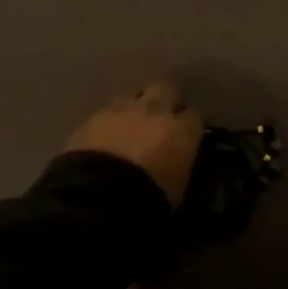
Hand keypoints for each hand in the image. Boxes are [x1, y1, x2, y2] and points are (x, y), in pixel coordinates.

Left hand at [66, 81, 202, 207]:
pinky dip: (108, 124)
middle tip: (161, 116)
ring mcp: (121, 110)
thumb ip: (179, 165)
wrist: (97, 198)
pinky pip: (106, 114)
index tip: (186, 136)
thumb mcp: (177, 189)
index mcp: (181, 130)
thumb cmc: (149, 201)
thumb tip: (175, 162)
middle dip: (166, 98)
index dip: (189, 125)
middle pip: (166, 87)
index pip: (195, 116)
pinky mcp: (93, 118)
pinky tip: (104, 140)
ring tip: (128, 129)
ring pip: (132, 97)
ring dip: (133, 109)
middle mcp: (155, 110)